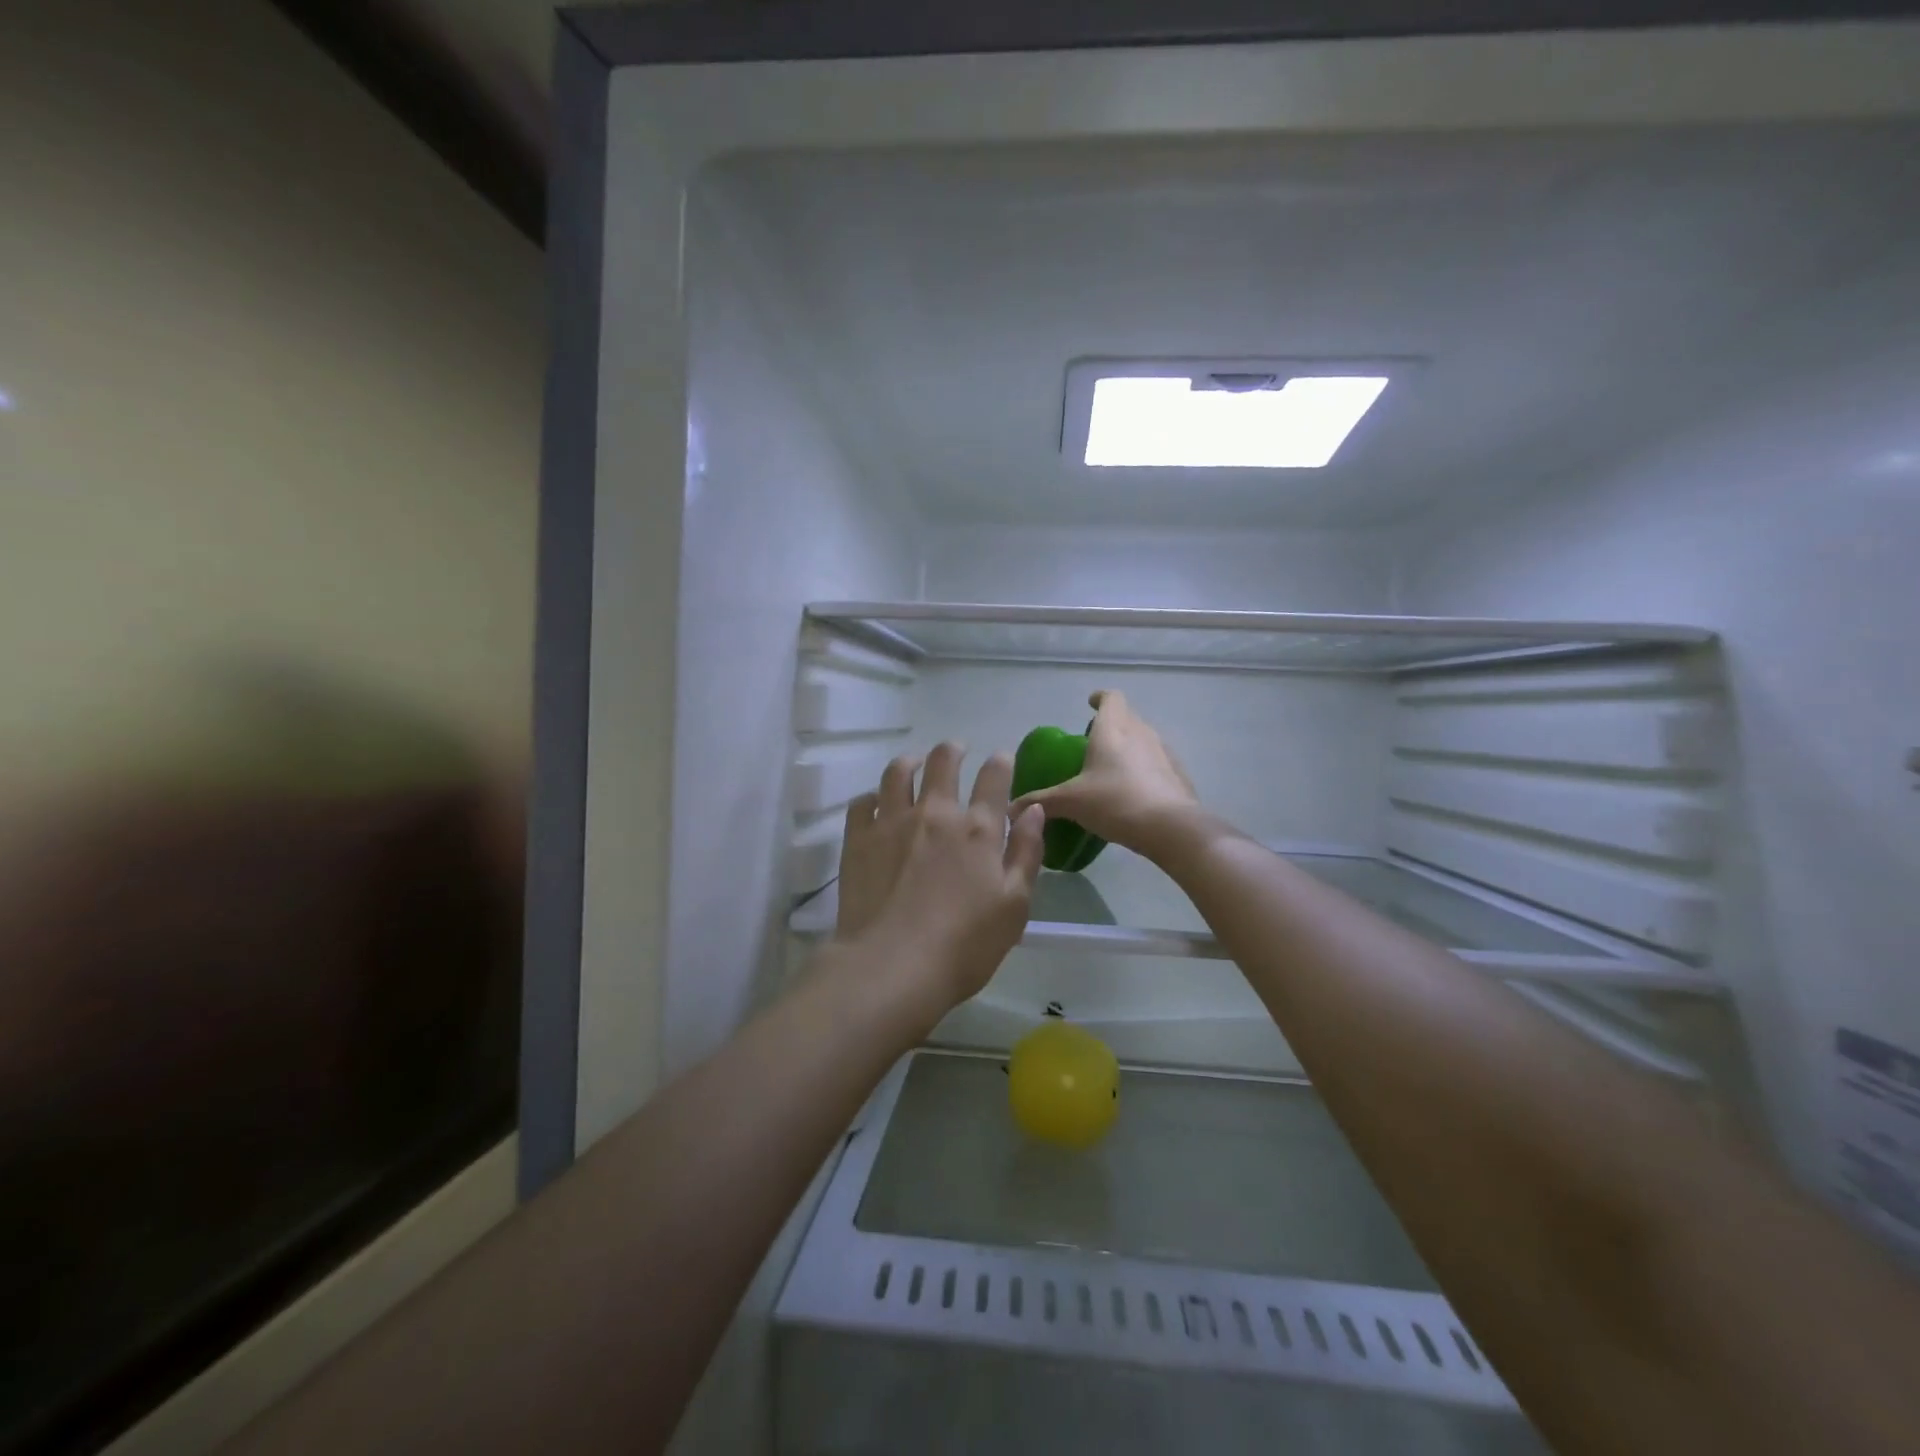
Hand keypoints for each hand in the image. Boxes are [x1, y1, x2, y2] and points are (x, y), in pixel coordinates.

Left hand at [834, 742, 1045, 1014]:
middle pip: (943, 761)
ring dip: (910, 763)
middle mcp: (935, 813)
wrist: (891, 967)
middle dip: (953, 750)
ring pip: (898, 772)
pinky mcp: (857, 839)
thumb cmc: (964, 946)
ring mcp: (891, 822)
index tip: (1001, 759)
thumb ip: (1026, 852)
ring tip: (913, 766)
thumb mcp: (1014, 905)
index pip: (994, 777)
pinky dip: (872, 797)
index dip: (1000, 762)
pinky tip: (876, 804)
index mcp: (977, 829)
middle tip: (956, 752)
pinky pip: (862, 802)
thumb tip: (1032, 809)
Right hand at [1010, 690, 1198, 858]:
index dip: (1100, 698)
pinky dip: (1145, 770)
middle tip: (1094, 743)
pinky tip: (1135, 793)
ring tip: (1112, 770)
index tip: (1091, 704)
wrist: (1171, 828)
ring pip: (1144, 739)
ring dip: (1130, 747)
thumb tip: (1009, 810)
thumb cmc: (1115, 802)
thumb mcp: (1070, 802)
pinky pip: (1158, 763)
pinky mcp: (1179, 775)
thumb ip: (1040, 801)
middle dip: (1112, 724)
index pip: (1111, 698)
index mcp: (1113, 729)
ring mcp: (1164, 753)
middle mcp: (1141, 732)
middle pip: (1127, 717)